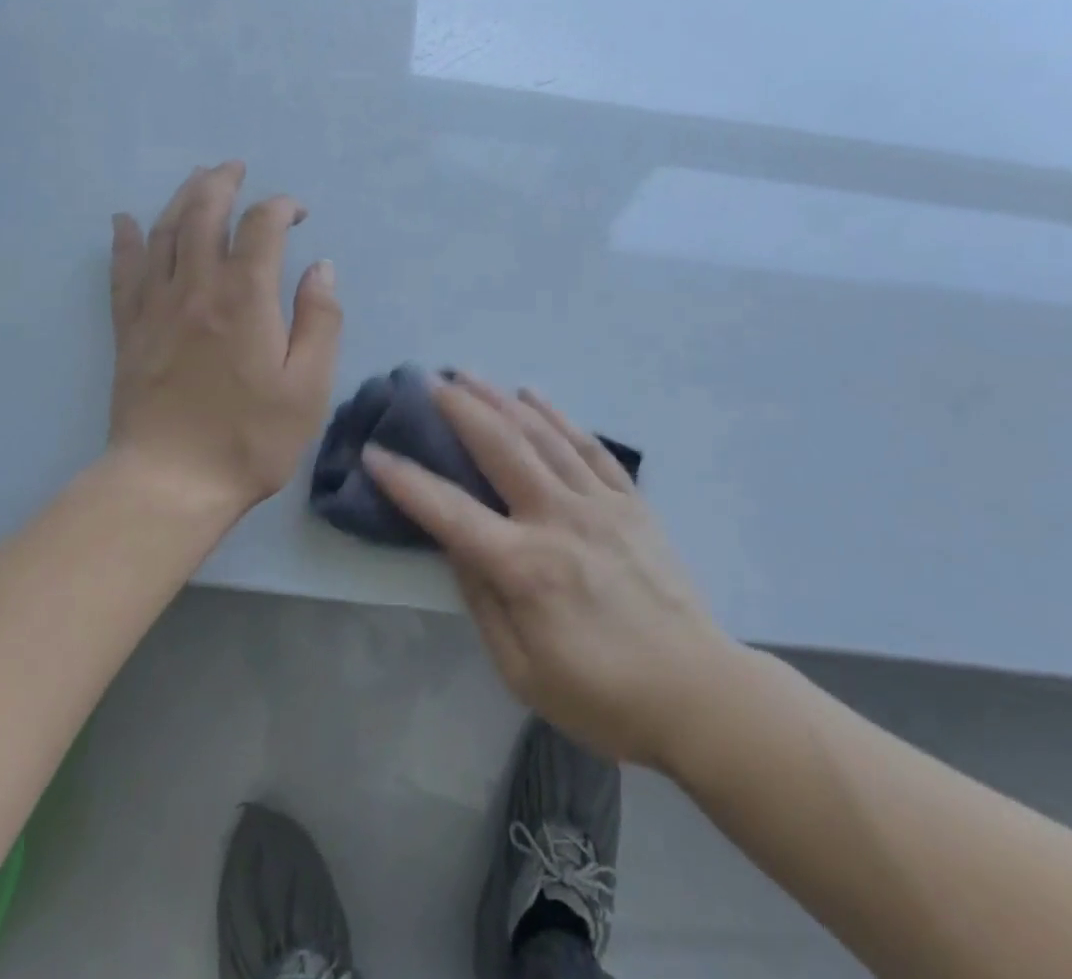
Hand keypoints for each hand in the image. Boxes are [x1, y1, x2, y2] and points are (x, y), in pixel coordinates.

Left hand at [106, 162, 341, 519]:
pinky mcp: (129, 328)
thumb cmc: (250, 438)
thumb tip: (320, 268)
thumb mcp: (309, 386)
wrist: (170, 483)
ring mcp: (156, 306)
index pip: (261, 226)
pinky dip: (125, 240)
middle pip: (204, 213)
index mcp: (246, 298)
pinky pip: (123, 271)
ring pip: (164, 232)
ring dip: (182, 197)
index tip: (298, 213)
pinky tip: (124, 221)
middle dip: (222, 182)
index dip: (281, 207)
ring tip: (197, 178)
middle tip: (236, 168)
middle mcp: (197, 287)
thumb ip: (319, 320)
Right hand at [364, 376, 731, 769]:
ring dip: (501, 400)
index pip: (449, 512)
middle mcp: (558, 519)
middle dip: (459, 409)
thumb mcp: (522, 671)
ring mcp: (599, 503)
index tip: (374, 451)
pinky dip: (558, 416)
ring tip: (469, 375)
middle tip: (429, 381)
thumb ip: (483, 602)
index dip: (405, 481)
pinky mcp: (630, 501)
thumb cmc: (602, 696)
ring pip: (542, 435)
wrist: (697, 692)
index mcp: (525, 566)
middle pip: (500, 448)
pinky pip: (589, 446)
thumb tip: (454, 545)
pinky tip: (534, 396)